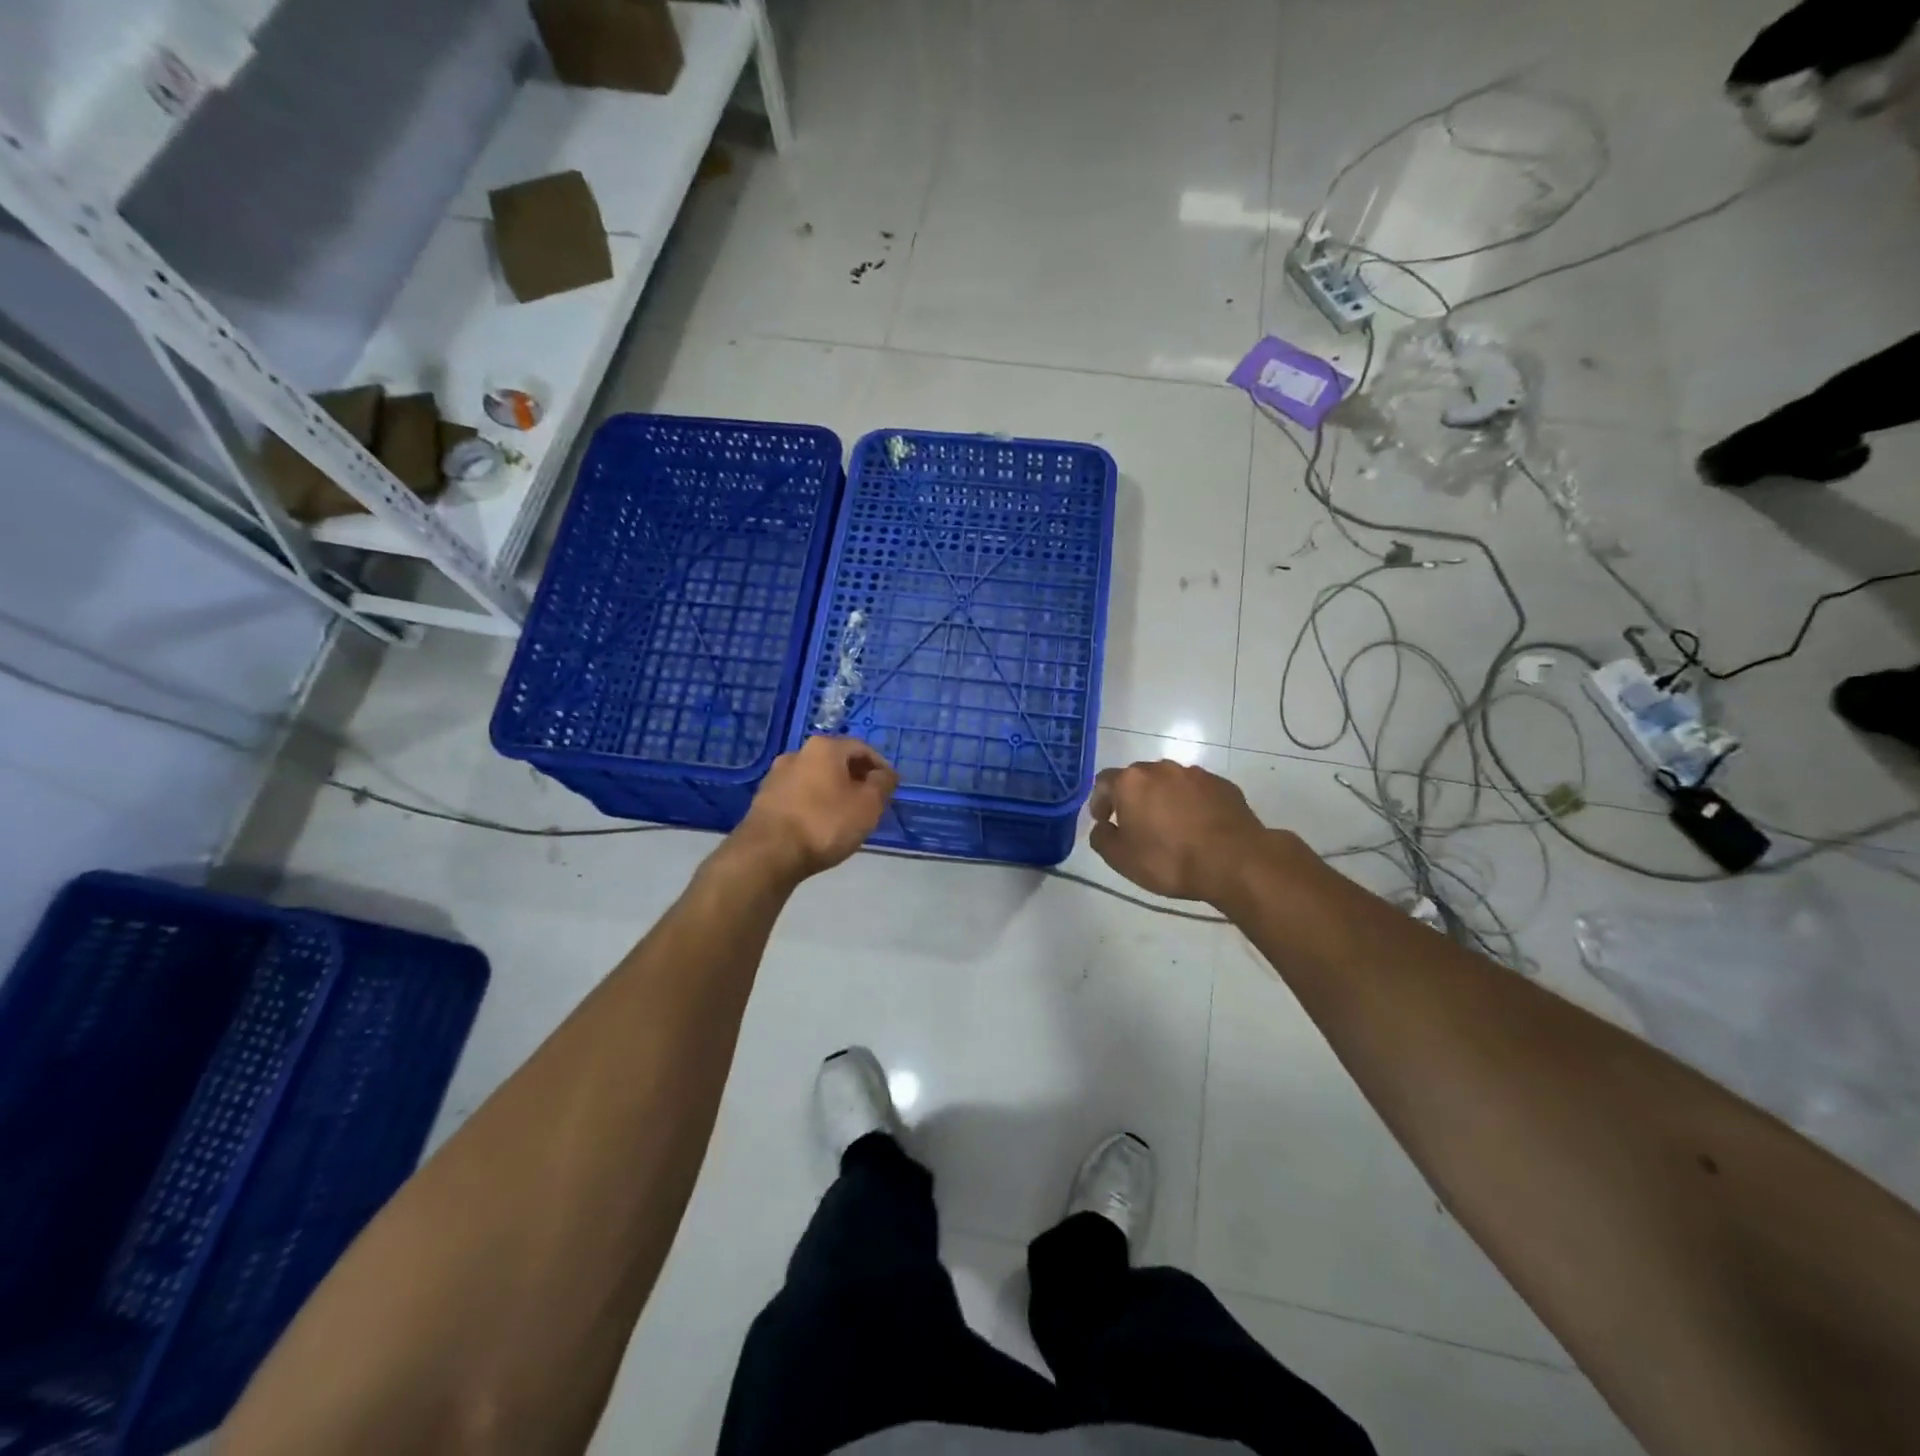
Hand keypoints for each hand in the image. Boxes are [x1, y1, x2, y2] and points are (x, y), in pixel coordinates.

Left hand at [733, 736, 898, 880]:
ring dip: (834, 791)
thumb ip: (882, 784)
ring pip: (816, 778)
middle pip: (836, 761)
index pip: (861, 748)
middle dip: (856, 778)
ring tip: (846, 816)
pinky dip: (814, 804)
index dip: (880, 766)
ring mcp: (776, 776)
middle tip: (871, 801)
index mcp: (824, 748)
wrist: (768, 853)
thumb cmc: (825, 823)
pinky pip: (799, 795)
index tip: (890, 787)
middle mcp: (797, 753)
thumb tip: (885, 775)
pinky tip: (820, 825)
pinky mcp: (763, 799)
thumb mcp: (868, 805)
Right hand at [1087, 760, 1270, 902]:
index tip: (1104, 820)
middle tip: (1135, 824)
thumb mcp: (1121, 859)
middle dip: (1133, 797)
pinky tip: (1197, 827)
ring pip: (1169, 782)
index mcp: (1131, 782)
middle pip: (1138, 778)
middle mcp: (1161, 768)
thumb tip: (1102, 827)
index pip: (1104, 781)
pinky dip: (1191, 803)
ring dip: (1163, 798)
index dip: (1100, 800)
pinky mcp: (1222, 784)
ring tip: (1169, 826)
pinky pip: (1197, 791)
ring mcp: (1195, 774)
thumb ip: (1102, 838)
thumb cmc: (1169, 860)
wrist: (1234, 861)